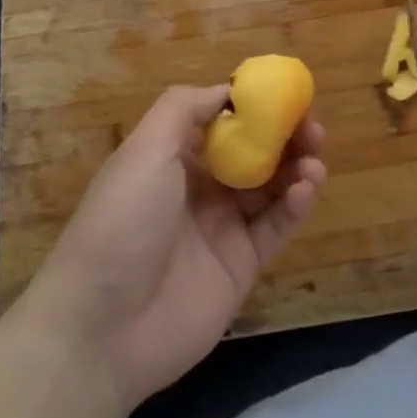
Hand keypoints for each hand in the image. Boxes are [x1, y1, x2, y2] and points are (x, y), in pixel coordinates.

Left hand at [22, 84, 326, 410]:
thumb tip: (227, 90)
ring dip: (296, 168)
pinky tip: (305, 189)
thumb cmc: (123, 221)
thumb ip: (184, 108)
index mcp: (172, 157)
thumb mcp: (144, 149)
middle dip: (285, 137)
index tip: (286, 96)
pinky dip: (295, 205)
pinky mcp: (241, 265)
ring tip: (314, 159)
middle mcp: (199, 188)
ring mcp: (221, 228)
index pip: (222, 122)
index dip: (255, 108)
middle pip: (253, 153)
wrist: (102, 327)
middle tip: (312, 129)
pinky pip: (275, 227)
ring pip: (270, 188)